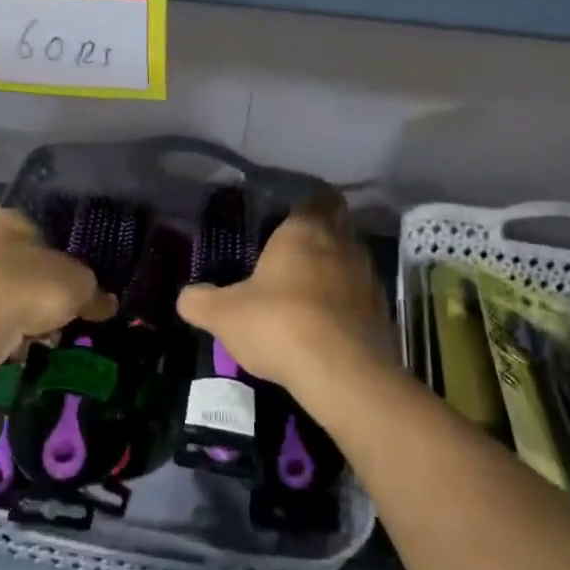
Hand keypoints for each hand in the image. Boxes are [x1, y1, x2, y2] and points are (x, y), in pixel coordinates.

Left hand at [0, 209, 116, 367]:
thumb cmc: (27, 287)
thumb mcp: (78, 285)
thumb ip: (95, 293)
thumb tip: (108, 304)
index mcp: (9, 220)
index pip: (44, 230)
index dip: (66, 255)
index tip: (81, 281)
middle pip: (29, 267)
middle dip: (48, 293)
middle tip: (69, 313)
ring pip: (12, 297)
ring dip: (31, 317)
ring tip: (49, 336)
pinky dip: (10, 335)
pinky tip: (24, 347)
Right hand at [176, 189, 391, 395]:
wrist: (343, 374)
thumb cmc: (278, 324)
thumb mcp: (223, 315)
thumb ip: (200, 301)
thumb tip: (186, 297)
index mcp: (305, 230)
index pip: (318, 196)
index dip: (305, 201)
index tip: (286, 214)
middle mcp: (343, 245)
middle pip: (336, 226)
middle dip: (317, 236)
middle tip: (288, 254)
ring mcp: (368, 279)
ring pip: (349, 263)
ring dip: (331, 272)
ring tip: (303, 293)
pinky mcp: (382, 314)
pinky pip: (359, 298)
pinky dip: (343, 305)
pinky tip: (322, 326)